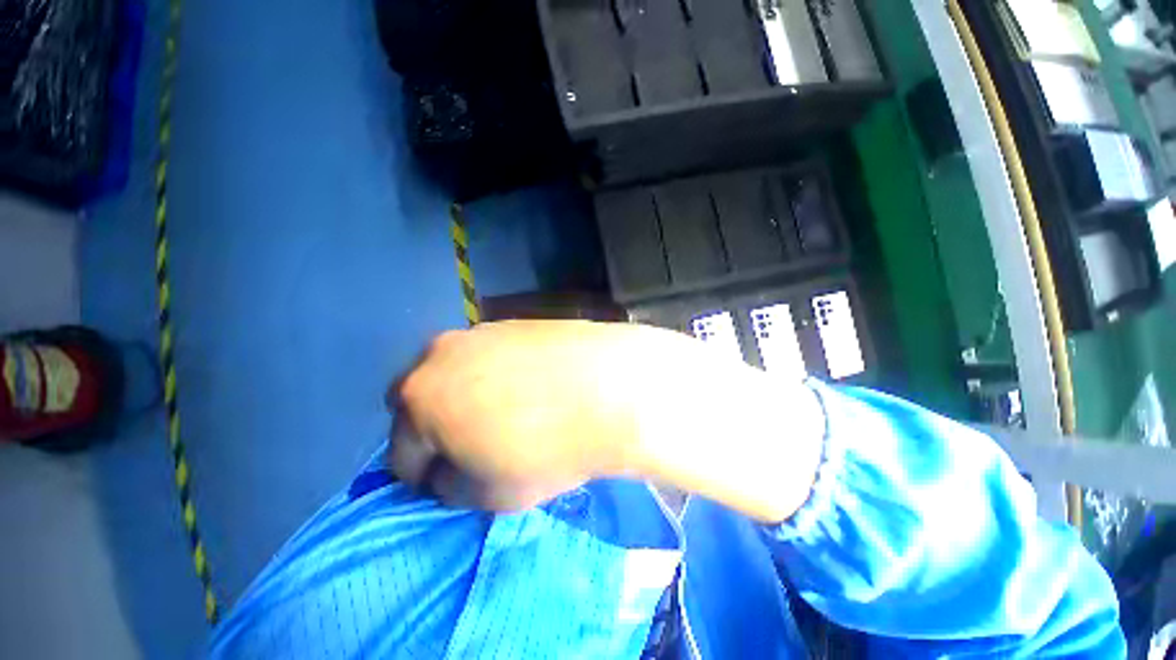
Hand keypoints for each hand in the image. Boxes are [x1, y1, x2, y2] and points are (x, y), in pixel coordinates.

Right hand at [388, 320, 824, 521]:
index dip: (424, 476)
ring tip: (514, 431)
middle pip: (426, 405)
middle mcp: (449, 350)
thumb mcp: (496, 486)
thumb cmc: (559, 445)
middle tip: (481, 460)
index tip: (452, 490)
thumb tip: (443, 474)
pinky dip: (502, 390)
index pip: (402, 446)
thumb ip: (456, 481)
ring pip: (464, 382)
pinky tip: (535, 402)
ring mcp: (489, 332)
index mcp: (427, 387)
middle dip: (444, 438)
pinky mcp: (525, 326)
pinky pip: (495, 365)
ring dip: (476, 412)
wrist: (628, 384)